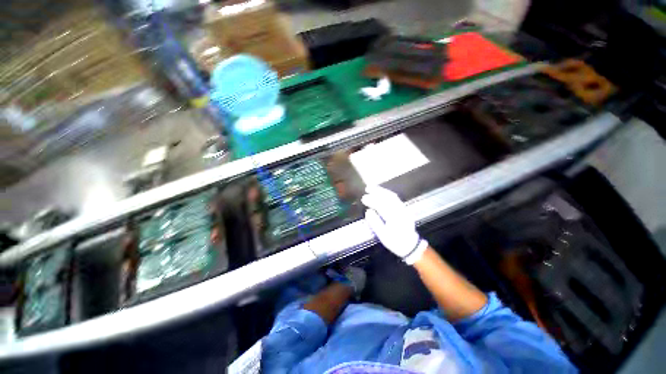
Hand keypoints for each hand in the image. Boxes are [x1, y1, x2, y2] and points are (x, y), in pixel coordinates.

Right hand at [361, 185, 427, 264]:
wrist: (411, 246)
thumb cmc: (396, 242)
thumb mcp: (384, 236)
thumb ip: (375, 223)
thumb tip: (368, 211)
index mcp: (394, 218)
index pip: (382, 206)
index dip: (372, 200)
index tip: (364, 198)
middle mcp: (400, 211)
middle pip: (389, 197)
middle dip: (378, 191)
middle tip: (367, 188)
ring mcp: (403, 209)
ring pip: (393, 196)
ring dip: (382, 191)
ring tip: (373, 188)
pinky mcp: (404, 209)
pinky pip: (395, 198)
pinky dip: (387, 193)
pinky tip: (381, 193)